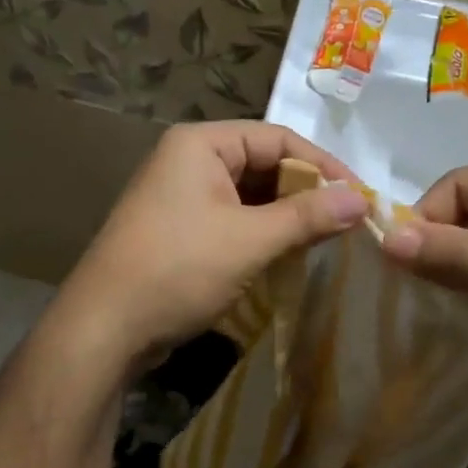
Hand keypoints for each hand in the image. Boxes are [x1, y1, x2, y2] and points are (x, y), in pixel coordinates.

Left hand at [51, 121, 367, 374]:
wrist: (105, 328)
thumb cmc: (178, 269)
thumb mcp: (250, 240)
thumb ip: (307, 216)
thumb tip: (362, 199)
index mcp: (201, 143)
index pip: (278, 138)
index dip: (323, 165)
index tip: (360, 196)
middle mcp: (189, 159)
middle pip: (264, 164)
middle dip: (305, 192)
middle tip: (347, 221)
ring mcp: (181, 196)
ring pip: (250, 195)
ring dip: (286, 215)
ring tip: (325, 239)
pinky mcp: (180, 229)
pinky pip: (233, 218)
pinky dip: (263, 233)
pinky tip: (289, 254)